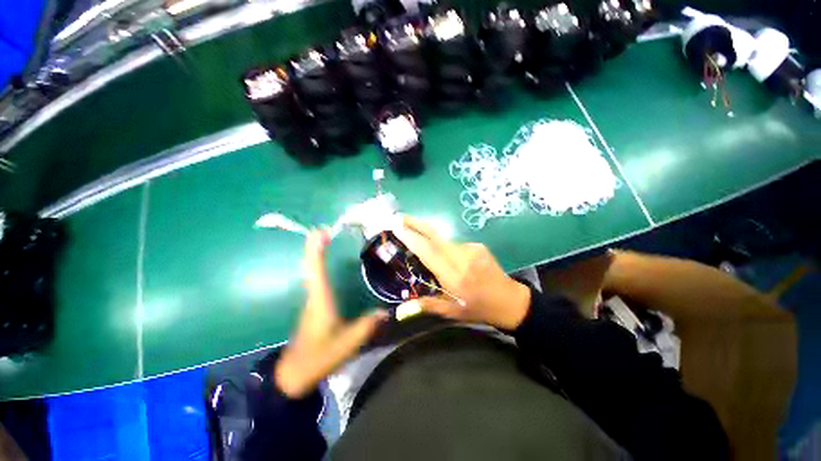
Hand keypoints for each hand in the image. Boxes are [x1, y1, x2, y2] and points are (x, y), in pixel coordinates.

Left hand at [275, 230, 387, 397]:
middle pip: (311, 267)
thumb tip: (385, 311)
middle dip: (315, 247)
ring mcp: (312, 301)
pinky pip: (316, 280)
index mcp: (320, 301)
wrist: (293, 375)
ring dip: (315, 255)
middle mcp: (314, 296)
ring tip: (324, 241)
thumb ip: (366, 327)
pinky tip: (327, 266)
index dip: (316, 250)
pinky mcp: (314, 307)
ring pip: (311, 273)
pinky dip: (318, 267)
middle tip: (324, 231)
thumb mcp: (347, 345)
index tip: (321, 232)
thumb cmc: (318, 357)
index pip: (316, 271)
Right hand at [393, 216, 530, 329]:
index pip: (429, 252)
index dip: (412, 238)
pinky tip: (446, 257)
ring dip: (428, 236)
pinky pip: (454, 243)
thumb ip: (426, 306)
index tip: (397, 227)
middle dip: (416, 223)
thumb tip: (400, 311)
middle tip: (400, 217)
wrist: (510, 300)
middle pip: (435, 235)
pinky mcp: (477, 245)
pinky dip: (444, 246)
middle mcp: (462, 258)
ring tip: (417, 238)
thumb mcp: (451, 313)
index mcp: (454, 277)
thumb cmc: (478, 308)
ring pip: (443, 239)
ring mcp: (471, 249)